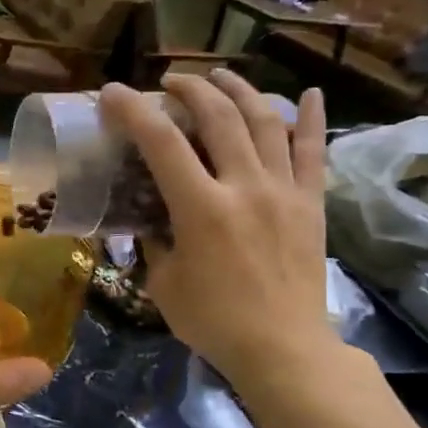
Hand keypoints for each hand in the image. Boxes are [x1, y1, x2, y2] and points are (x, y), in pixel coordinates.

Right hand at [98, 71, 339, 392]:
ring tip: (219, 76)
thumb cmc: (214, 321)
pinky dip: (311, 119)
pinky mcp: (311, 204)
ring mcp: (284, 192)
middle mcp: (245, 187)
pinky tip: (308, 93)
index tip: (114, 93)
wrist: (284, 350)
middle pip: (218, 117)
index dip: (134, 111)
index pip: (162, 143)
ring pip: (264, 122)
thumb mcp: (164, 282)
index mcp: (202, 209)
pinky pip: (313, 152)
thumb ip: (156, 240)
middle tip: (169, 84)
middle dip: (190, 89)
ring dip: (239, 91)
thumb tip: (151, 218)